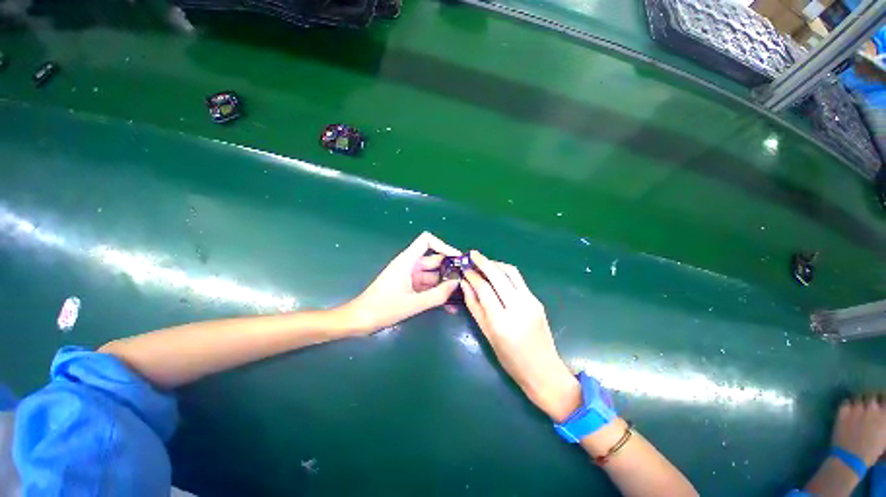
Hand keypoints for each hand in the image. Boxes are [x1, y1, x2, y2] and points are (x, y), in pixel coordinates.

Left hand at [344, 232, 460, 333]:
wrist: (361, 320)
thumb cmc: (383, 308)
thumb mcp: (413, 303)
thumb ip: (438, 295)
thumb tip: (457, 283)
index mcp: (408, 261)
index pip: (427, 240)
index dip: (443, 245)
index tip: (457, 258)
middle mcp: (410, 265)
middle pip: (434, 259)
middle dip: (450, 269)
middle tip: (466, 280)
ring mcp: (410, 277)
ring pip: (433, 275)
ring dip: (445, 284)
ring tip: (461, 296)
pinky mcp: (410, 287)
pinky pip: (427, 287)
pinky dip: (437, 293)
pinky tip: (449, 306)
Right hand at [460, 251, 579, 421]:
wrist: (543, 370)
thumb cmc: (510, 358)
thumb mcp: (487, 334)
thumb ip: (475, 307)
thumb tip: (465, 284)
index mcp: (502, 322)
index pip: (484, 289)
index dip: (472, 276)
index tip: (464, 267)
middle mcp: (518, 307)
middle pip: (498, 275)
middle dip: (483, 262)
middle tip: (472, 254)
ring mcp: (531, 302)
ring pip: (511, 272)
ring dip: (496, 264)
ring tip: (483, 262)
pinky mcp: (537, 300)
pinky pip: (518, 280)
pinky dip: (505, 272)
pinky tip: (496, 274)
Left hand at [831, 394, 885, 465]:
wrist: (851, 458)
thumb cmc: (870, 452)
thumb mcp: (884, 438)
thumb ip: (883, 423)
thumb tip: (881, 415)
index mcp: (884, 416)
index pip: (884, 398)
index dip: (881, 399)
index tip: (879, 402)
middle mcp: (872, 409)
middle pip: (871, 395)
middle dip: (870, 398)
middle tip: (867, 403)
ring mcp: (856, 409)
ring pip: (858, 396)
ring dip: (858, 400)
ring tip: (857, 405)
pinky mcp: (843, 412)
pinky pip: (845, 402)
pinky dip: (847, 404)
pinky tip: (847, 408)